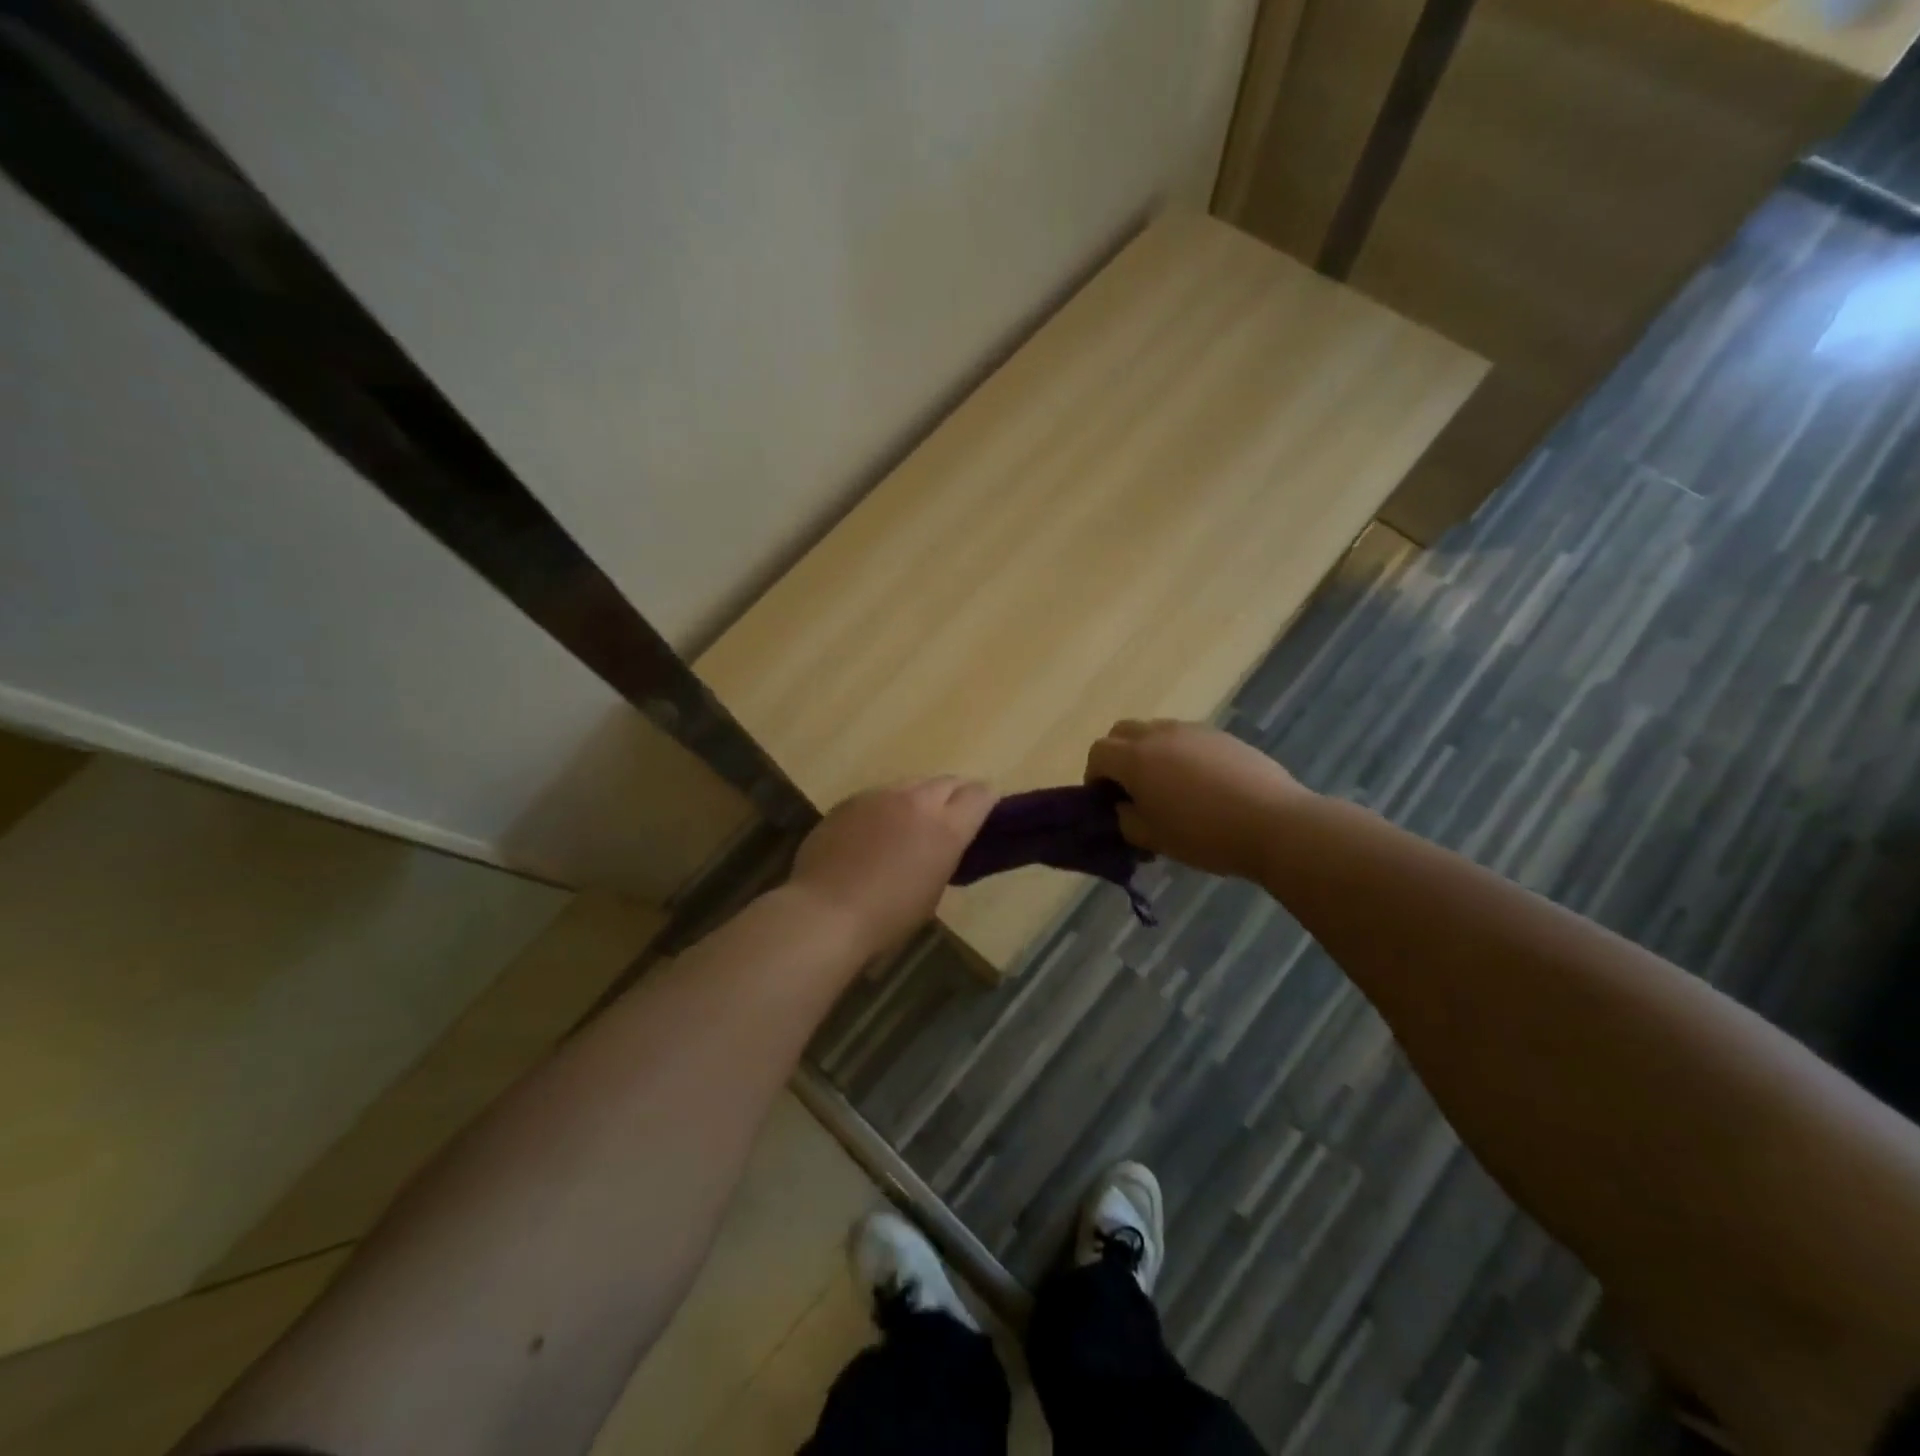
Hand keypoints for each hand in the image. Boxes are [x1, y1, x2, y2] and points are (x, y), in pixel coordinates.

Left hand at [788, 777, 996, 955]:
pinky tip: (873, 833)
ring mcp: (880, 796)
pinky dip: (886, 808)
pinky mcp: (850, 800)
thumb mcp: (932, 891)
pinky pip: (879, 796)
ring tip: (909, 824)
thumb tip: (941, 844)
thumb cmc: (887, 917)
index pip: (980, 794)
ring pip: (911, 784)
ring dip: (918, 799)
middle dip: (955, 795)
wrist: (825, 913)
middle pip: (947, 781)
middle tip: (950, 817)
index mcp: (946, 828)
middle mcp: (917, 801)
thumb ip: (943, 855)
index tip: (984, 814)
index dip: (986, 801)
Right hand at [1085, 719, 1308, 881]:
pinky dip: (1180, 753)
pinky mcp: (1222, 736)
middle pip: (1122, 731)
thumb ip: (1127, 820)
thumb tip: (1125, 808)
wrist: (1274, 823)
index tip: (1106, 800)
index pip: (1098, 752)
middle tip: (1129, 788)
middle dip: (1117, 755)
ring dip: (1149, 752)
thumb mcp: (1154, 838)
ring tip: (1167, 786)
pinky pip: (1187, 738)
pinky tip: (1200, 784)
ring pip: (1156, 730)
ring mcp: (1194, 731)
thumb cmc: (1204, 835)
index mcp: (1136, 758)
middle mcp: (1160, 734)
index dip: (1094, 775)